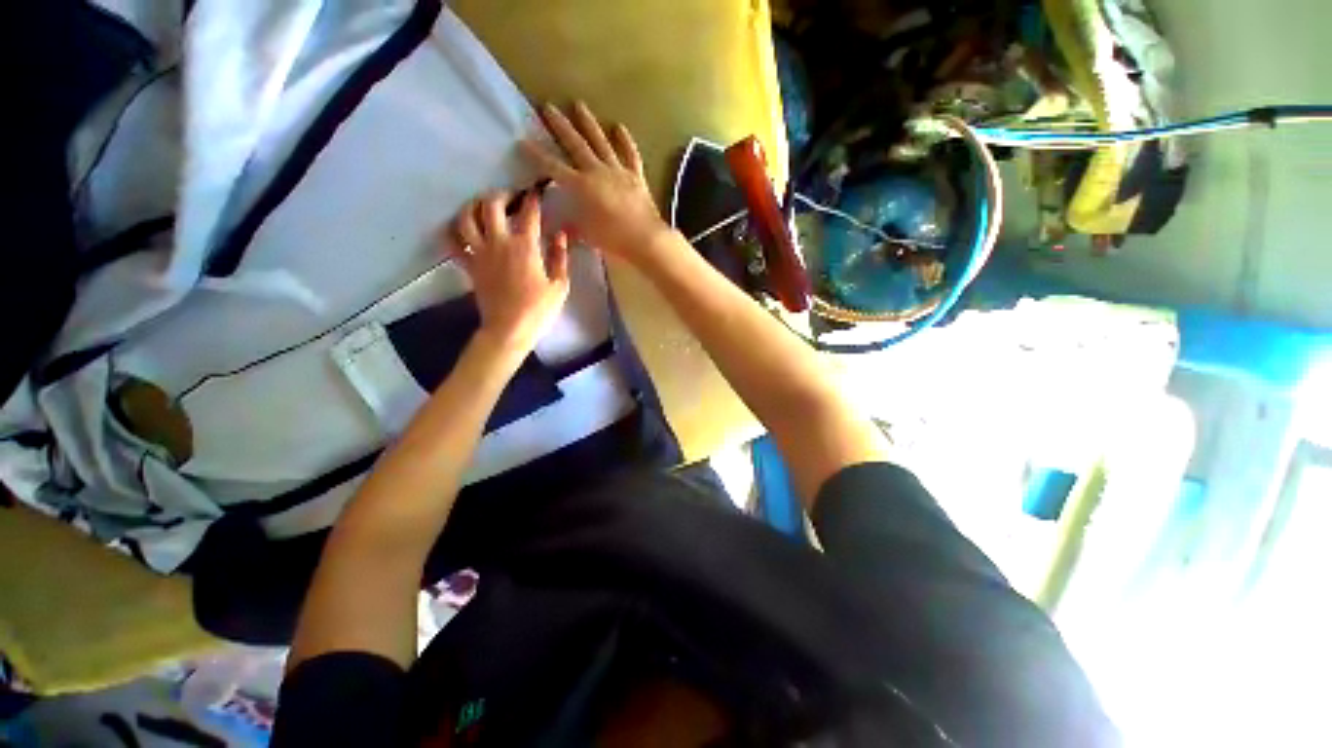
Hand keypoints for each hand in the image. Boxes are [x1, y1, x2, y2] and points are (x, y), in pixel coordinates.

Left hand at [447, 191, 569, 355]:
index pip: (529, 213)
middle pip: (491, 205)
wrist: (510, 329)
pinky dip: (453, 231)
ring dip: (474, 206)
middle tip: (510, 197)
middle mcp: (499, 242)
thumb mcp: (560, 285)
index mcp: (525, 246)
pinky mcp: (468, 265)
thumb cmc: (539, 309)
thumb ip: (561, 257)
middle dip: (501, 195)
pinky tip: (461, 228)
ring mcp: (480, 252)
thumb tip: (561, 235)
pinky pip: (453, 242)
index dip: (533, 198)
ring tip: (483, 206)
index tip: (537, 191)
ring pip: (466, 217)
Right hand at [522, 101, 675, 265]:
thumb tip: (561, 225)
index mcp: (581, 187)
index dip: (537, 155)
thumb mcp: (587, 235)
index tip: (523, 141)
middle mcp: (597, 172)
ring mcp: (618, 171)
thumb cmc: (613, 240)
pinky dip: (625, 141)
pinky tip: (619, 127)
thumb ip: (573, 227)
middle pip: (575, 144)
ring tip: (579, 105)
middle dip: (560, 126)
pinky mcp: (636, 177)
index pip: (553, 167)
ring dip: (588, 123)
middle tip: (548, 107)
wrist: (645, 240)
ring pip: (601, 142)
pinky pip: (630, 155)